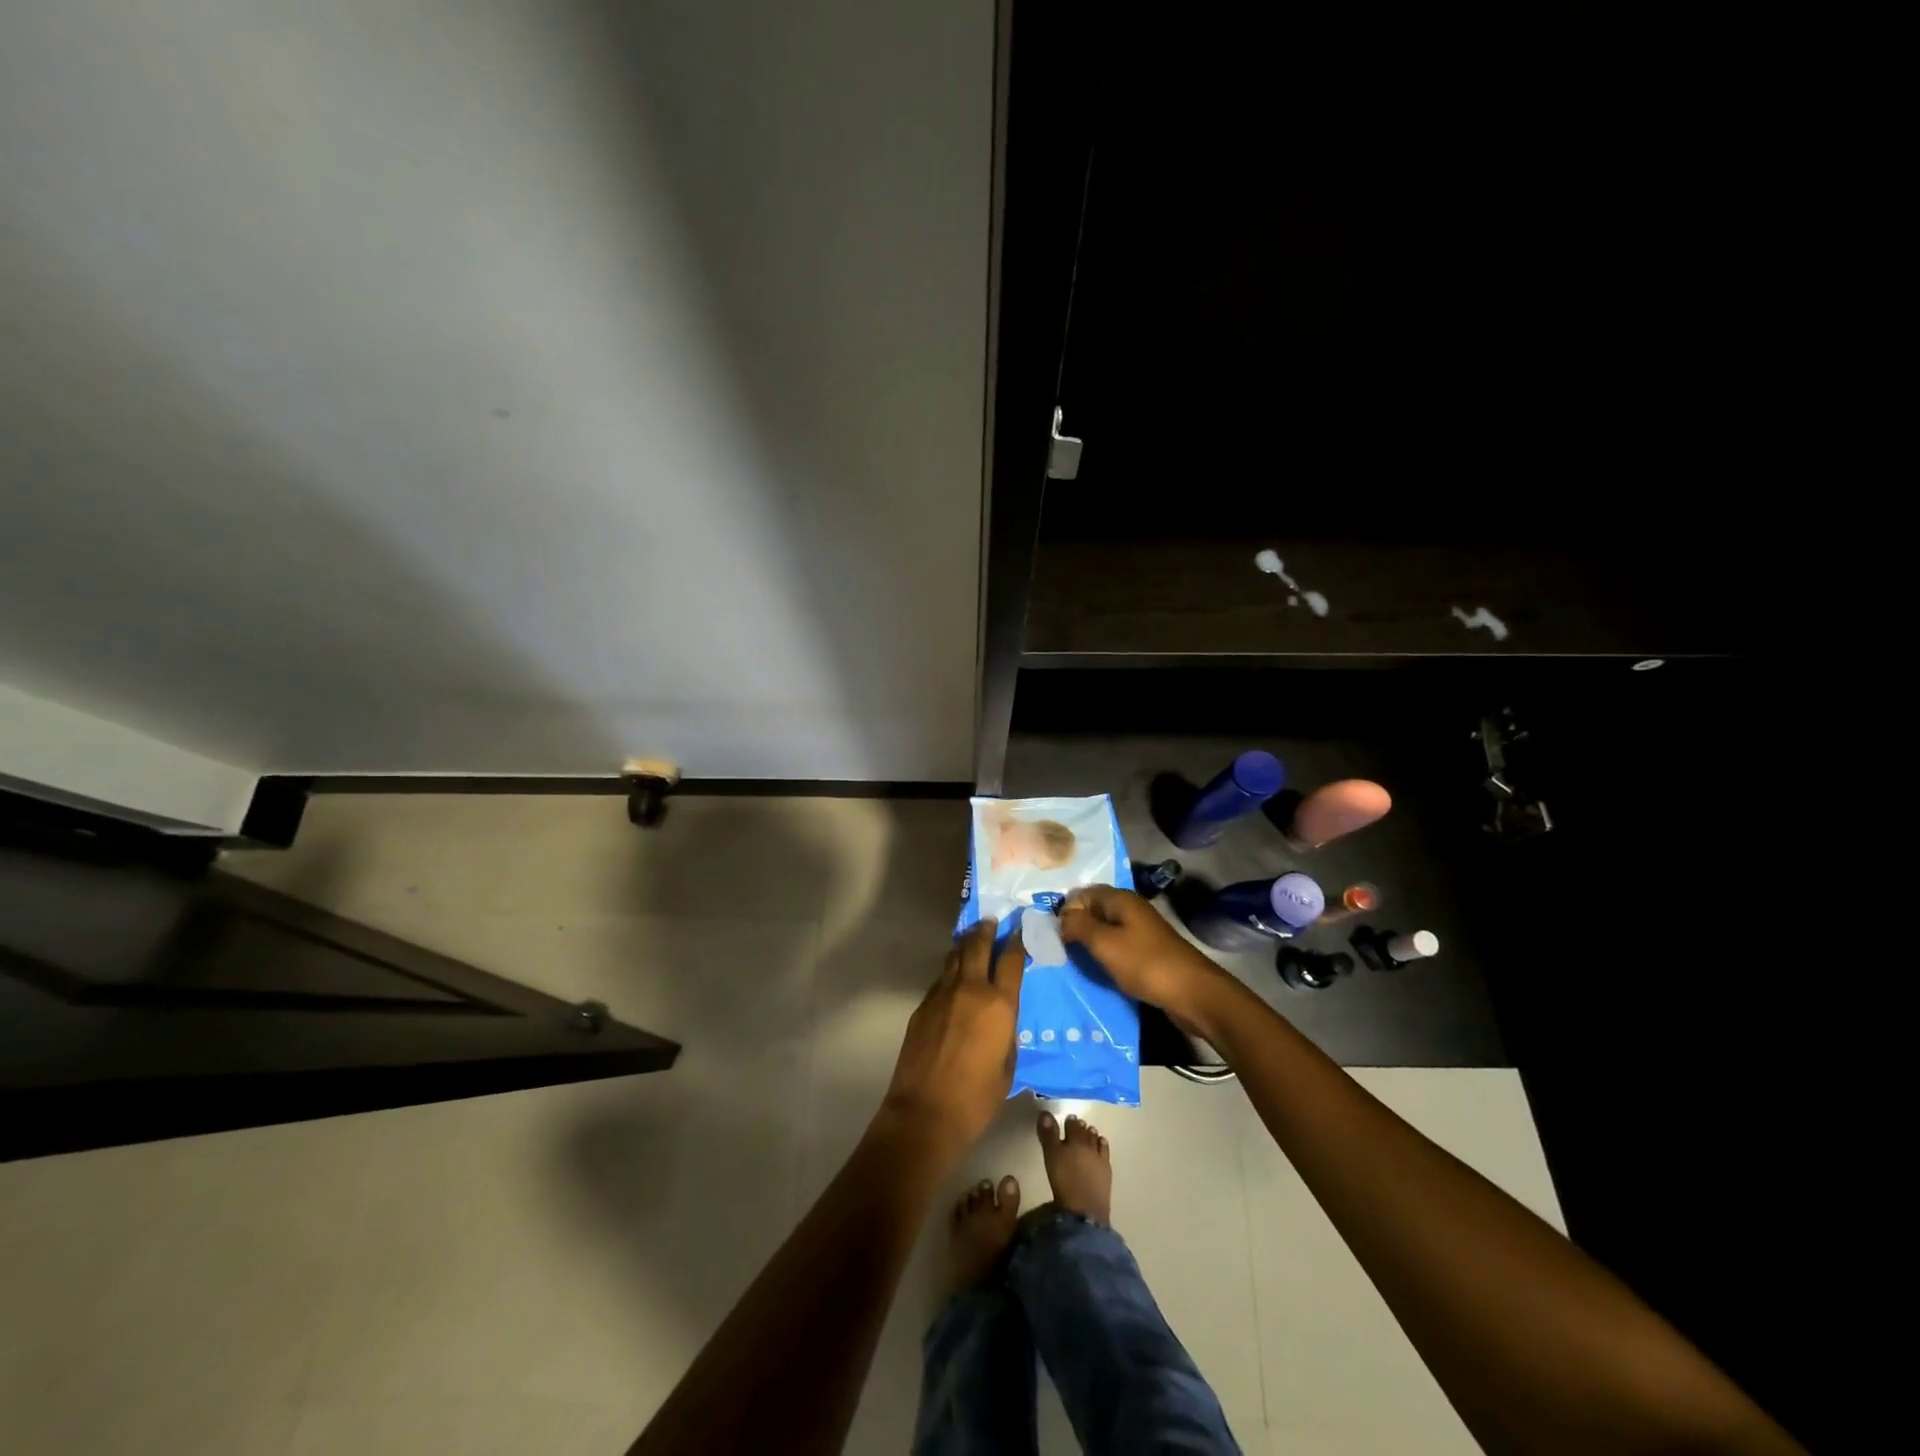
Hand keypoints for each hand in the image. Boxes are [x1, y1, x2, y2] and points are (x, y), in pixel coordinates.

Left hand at [878, 921, 1025, 1154]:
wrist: (925, 1112)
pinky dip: (951, 972)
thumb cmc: (977, 1098)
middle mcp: (971, 989)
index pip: (1010, 960)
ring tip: (972, 941)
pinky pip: (941, 979)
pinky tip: (954, 979)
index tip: (1019, 930)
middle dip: (986, 930)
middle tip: (991, 922)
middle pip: (978, 945)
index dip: (1016, 941)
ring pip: (955, 957)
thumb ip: (1007, 1033)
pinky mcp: (923, 1006)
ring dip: (965, 945)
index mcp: (999, 1005)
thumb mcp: (1007, 1065)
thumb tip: (1002, 1018)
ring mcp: (943, 994)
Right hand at [1059, 885, 1219, 1016]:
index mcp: (1120, 899)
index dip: (1066, 911)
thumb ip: (1078, 926)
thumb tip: (1061, 918)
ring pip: (1106, 929)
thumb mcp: (1104, 944)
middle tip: (1061, 949)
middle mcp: (1130, 908)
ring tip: (1077, 960)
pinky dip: (1106, 955)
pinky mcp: (1147, 950)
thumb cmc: (1145, 963)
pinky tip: (1100, 969)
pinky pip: (1118, 945)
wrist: (1193, 993)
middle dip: (1076, 927)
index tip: (1055, 936)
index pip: (1082, 894)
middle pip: (1094, 910)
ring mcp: (1141, 929)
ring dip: (1091, 943)